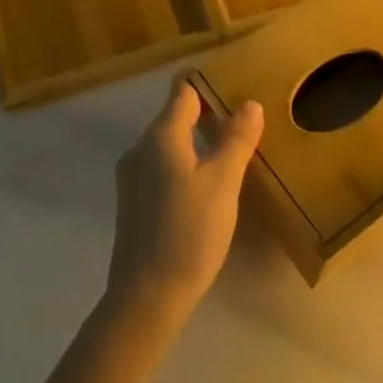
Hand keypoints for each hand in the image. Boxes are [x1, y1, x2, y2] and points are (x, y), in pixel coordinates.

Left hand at [106, 79, 264, 326]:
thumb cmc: (189, 232)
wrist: (146, 296)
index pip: (184, 92)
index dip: (210, 85)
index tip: (238, 88)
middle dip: (208, 114)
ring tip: (231, 153)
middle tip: (245, 123)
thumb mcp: (223, 182)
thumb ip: (236, 139)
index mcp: (160, 136)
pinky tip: (206, 186)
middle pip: (175, 116)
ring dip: (198, 141)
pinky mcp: (133, 202)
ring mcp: (132, 177)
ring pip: (169, 143)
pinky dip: (185, 163)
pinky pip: (162, 166)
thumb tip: (249, 103)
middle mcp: (140, 149)